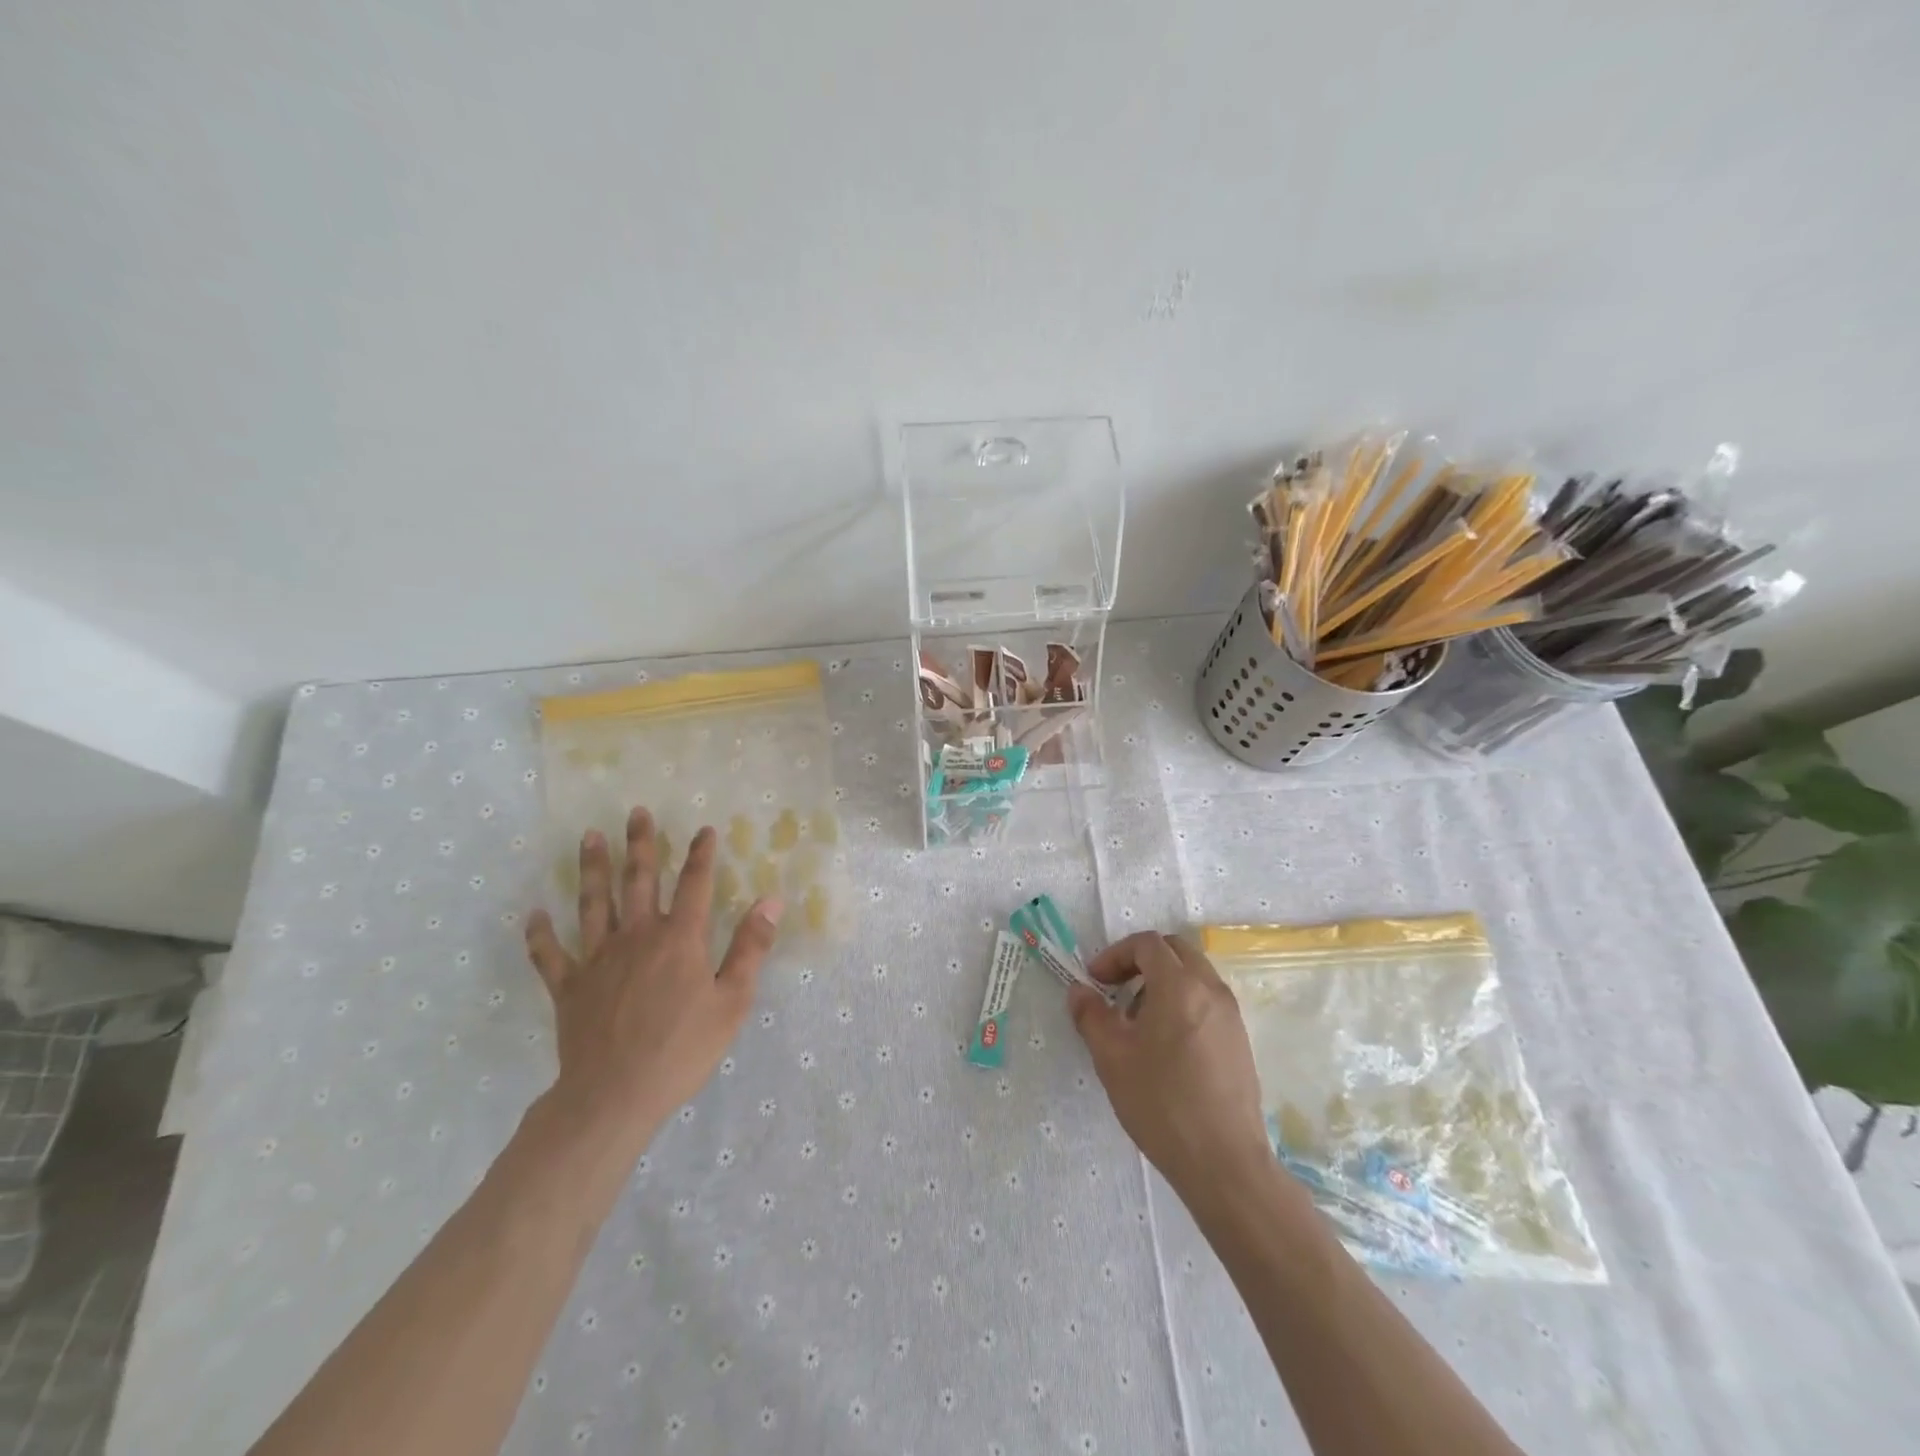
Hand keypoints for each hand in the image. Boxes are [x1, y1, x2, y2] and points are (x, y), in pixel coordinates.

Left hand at [524, 807, 782, 1156]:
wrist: (614, 1095)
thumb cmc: (682, 1049)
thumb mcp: (732, 1001)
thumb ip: (750, 947)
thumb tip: (770, 901)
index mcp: (680, 939)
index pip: (694, 884)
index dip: (701, 855)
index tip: (704, 829)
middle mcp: (637, 936)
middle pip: (639, 880)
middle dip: (641, 844)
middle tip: (635, 813)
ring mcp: (598, 959)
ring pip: (594, 904)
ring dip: (592, 869)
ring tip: (589, 838)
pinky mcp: (569, 987)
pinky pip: (550, 955)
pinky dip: (540, 934)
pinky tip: (535, 914)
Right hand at [1068, 931, 1272, 1200]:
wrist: (1223, 1162)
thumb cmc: (1161, 1103)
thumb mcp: (1112, 1057)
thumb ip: (1091, 1015)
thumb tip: (1079, 991)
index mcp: (1179, 985)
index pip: (1147, 944)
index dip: (1115, 954)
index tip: (1096, 981)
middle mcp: (1211, 990)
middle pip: (1175, 951)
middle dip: (1141, 960)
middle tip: (1116, 988)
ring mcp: (1231, 1015)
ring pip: (1194, 974)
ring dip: (1163, 981)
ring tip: (1138, 1020)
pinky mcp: (1240, 1040)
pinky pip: (1207, 1001)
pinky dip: (1183, 1002)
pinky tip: (1166, 1044)